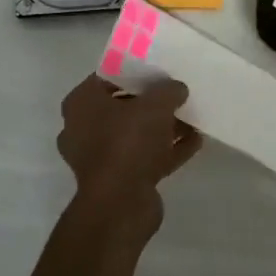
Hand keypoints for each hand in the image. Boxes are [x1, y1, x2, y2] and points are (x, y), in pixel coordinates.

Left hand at [56, 74, 201, 238]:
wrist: (120, 206)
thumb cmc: (128, 142)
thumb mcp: (155, 105)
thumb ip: (168, 90)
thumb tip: (177, 88)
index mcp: (81, 103)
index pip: (106, 77)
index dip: (133, 71)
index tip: (157, 69)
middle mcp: (83, 128)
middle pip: (122, 107)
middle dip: (151, 102)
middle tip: (176, 93)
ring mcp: (99, 158)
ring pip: (135, 134)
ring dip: (162, 128)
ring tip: (191, 117)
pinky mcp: (118, 182)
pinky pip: (145, 158)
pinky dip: (167, 150)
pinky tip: (195, 142)